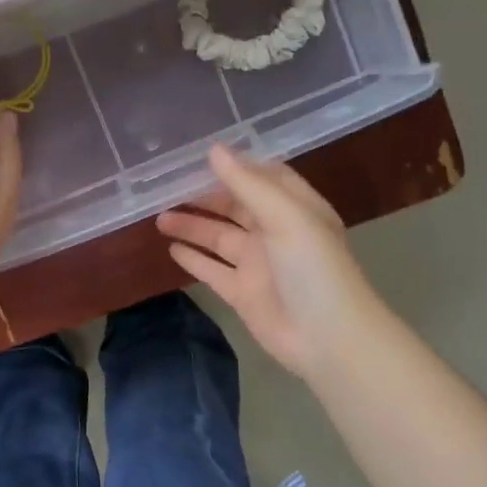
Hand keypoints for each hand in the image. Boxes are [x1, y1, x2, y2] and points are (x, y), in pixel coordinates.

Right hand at [157, 144, 377, 378]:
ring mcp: (257, 264)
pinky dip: (193, 259)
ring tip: (159, 218)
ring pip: (218, 238)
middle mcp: (275, 232)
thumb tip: (213, 149)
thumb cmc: (312, 267)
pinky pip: (212, 270)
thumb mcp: (285, 216)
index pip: (264, 177)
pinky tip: (170, 248)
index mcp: (295, 208)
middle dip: (204, 197)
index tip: (200, 158)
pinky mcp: (242, 292)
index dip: (236, 167)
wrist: (327, 337)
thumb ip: (247, 183)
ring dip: (192, 226)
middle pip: (235, 207)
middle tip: (167, 189)